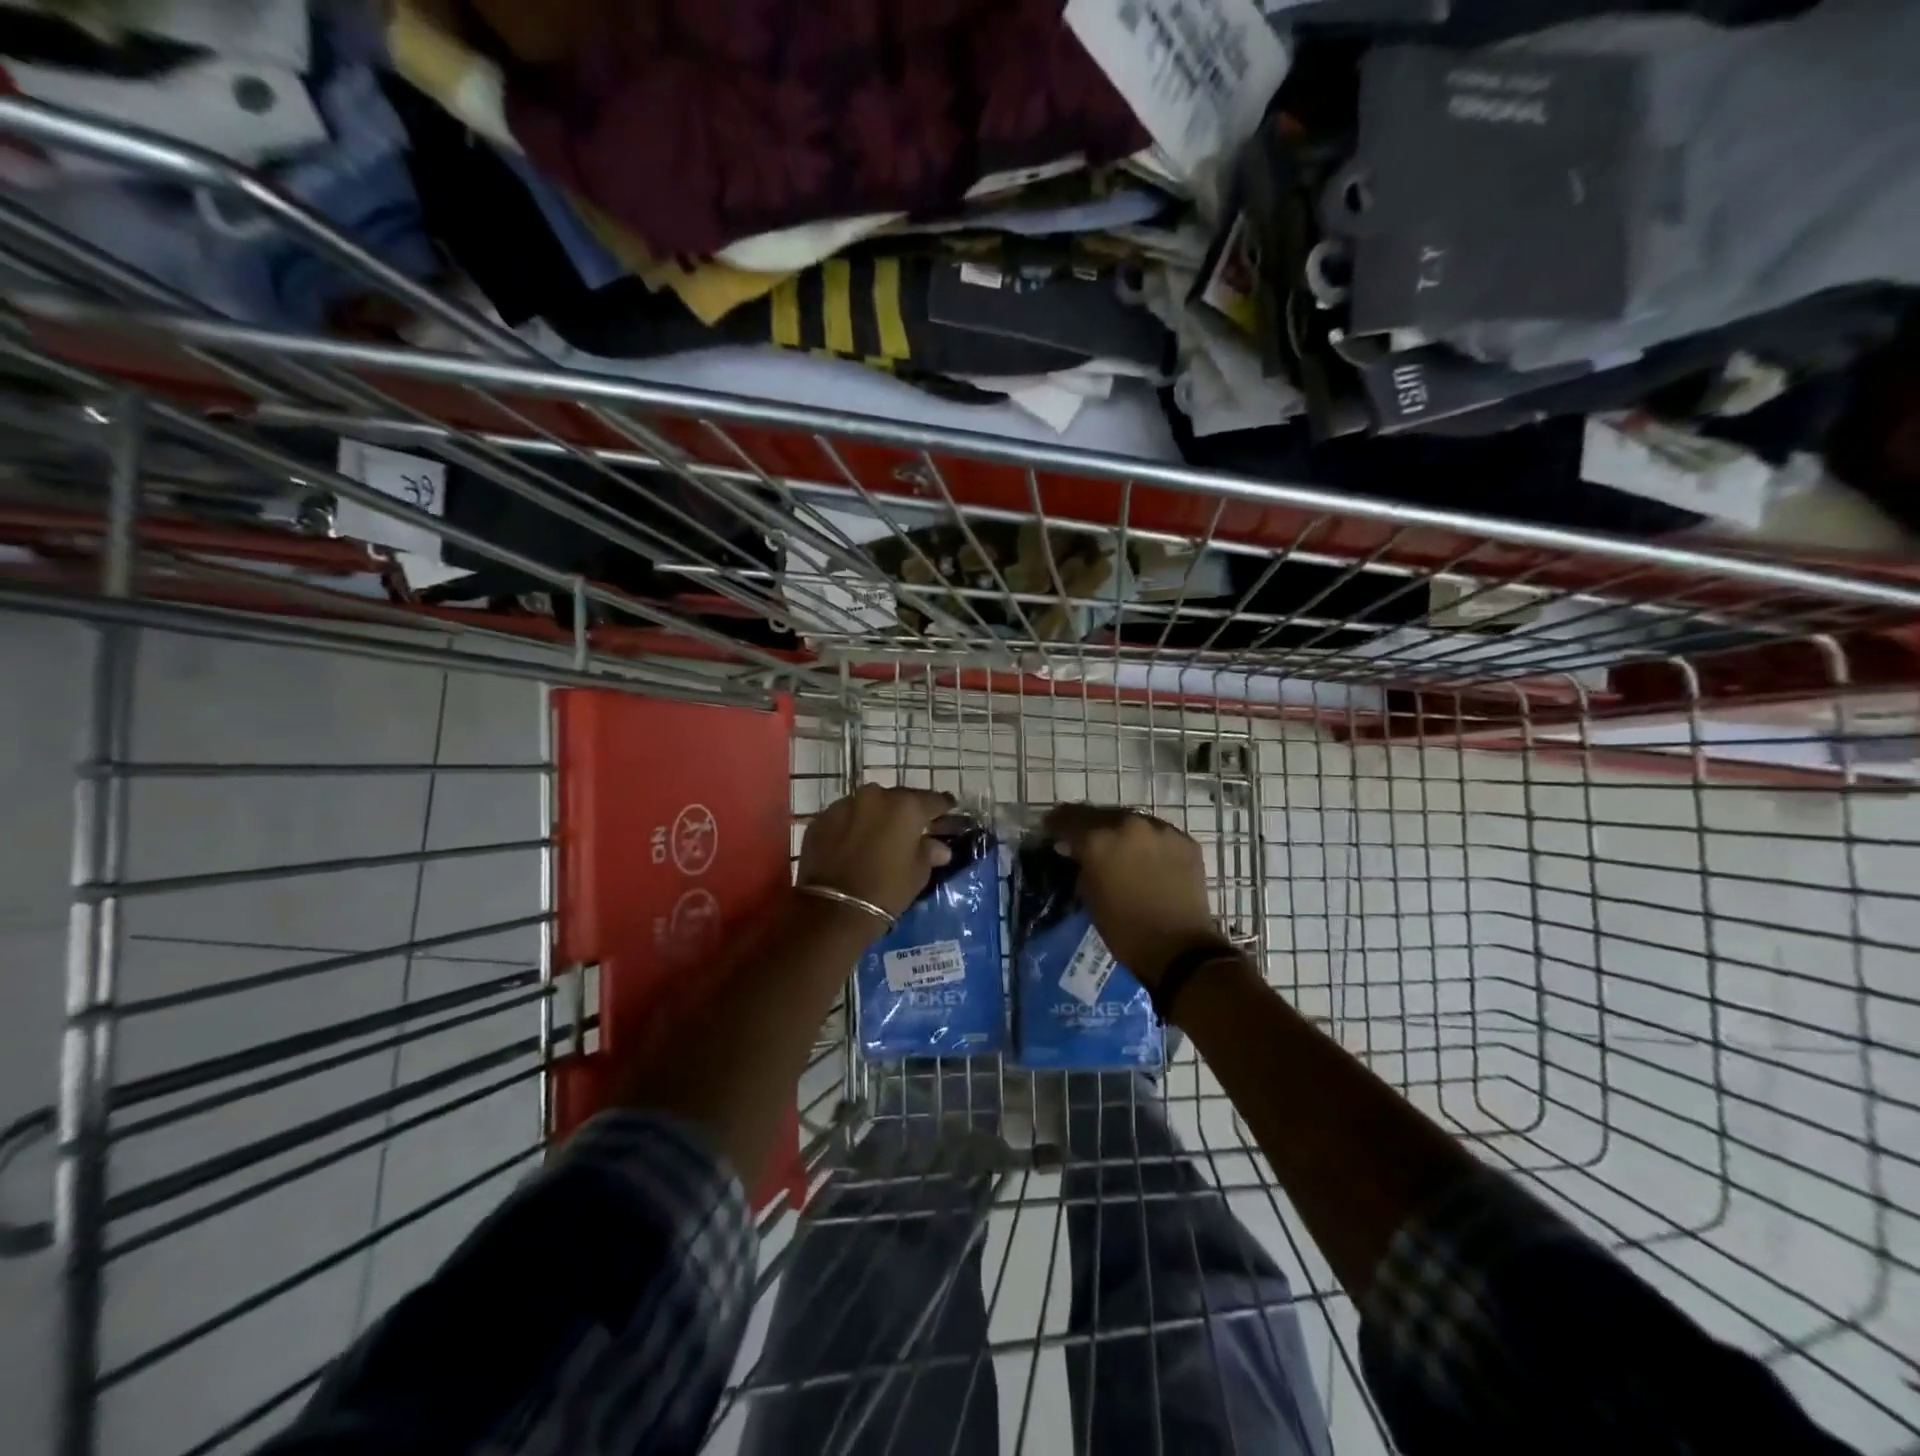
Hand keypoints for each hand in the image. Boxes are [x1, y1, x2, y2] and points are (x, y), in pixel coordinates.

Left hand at [799, 784, 955, 922]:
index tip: (949, 809)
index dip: (942, 806)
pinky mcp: (821, 819)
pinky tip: (853, 844)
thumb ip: (929, 852)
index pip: (932, 800)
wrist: (833, 910)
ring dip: (876, 816)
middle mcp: (875, 796)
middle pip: (898, 799)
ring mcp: (844, 805)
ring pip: (868, 805)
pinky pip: (844, 818)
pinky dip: (851, 826)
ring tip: (879, 835)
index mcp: (906, 806)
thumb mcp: (917, 874)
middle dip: (906, 811)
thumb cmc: (886, 890)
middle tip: (911, 827)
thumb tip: (940, 847)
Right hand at [1042, 804, 1234, 986]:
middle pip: (1100, 814)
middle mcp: (1128, 824)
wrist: (1179, 949)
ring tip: (1117, 849)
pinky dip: (1147, 843)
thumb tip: (1073, 849)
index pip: (1067, 817)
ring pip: (1130, 820)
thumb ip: (1080, 864)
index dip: (1056, 823)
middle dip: (1088, 826)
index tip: (1051, 831)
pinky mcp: (1185, 841)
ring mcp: (1161, 829)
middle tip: (1083, 841)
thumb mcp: (1089, 895)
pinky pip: (1157, 833)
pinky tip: (1146, 859)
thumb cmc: (1123, 928)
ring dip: (1119, 832)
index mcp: (1098, 839)